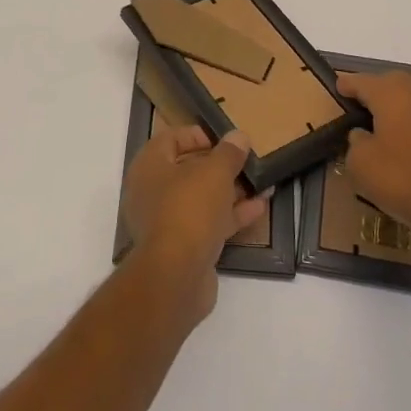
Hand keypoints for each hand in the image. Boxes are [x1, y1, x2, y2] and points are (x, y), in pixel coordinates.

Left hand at [122, 126, 268, 325]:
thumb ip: (228, 153)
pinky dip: (231, 214)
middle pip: (187, 170)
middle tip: (245, 161)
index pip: (169, 139)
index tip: (224, 140)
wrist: (177, 275)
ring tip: (261, 183)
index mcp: (149, 166)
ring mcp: (167, 221)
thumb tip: (238, 136)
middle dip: (219, 166)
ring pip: (201, 198)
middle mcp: (152, 191)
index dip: (196, 135)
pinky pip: (208, 222)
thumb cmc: (189, 209)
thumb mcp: (214, 173)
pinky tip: (259, 207)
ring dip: (230, 191)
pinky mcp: (183, 247)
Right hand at [338, 71, 410, 251]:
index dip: (346, 85)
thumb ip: (355, 142)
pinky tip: (405, 140)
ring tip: (381, 123)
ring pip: (410, 96)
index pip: (361, 81)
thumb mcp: (360, 164)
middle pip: (388, 83)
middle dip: (373, 90)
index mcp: (391, 93)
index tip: (336, 89)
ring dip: (395, 104)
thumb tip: (363, 135)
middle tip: (357, 106)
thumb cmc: (404, 180)